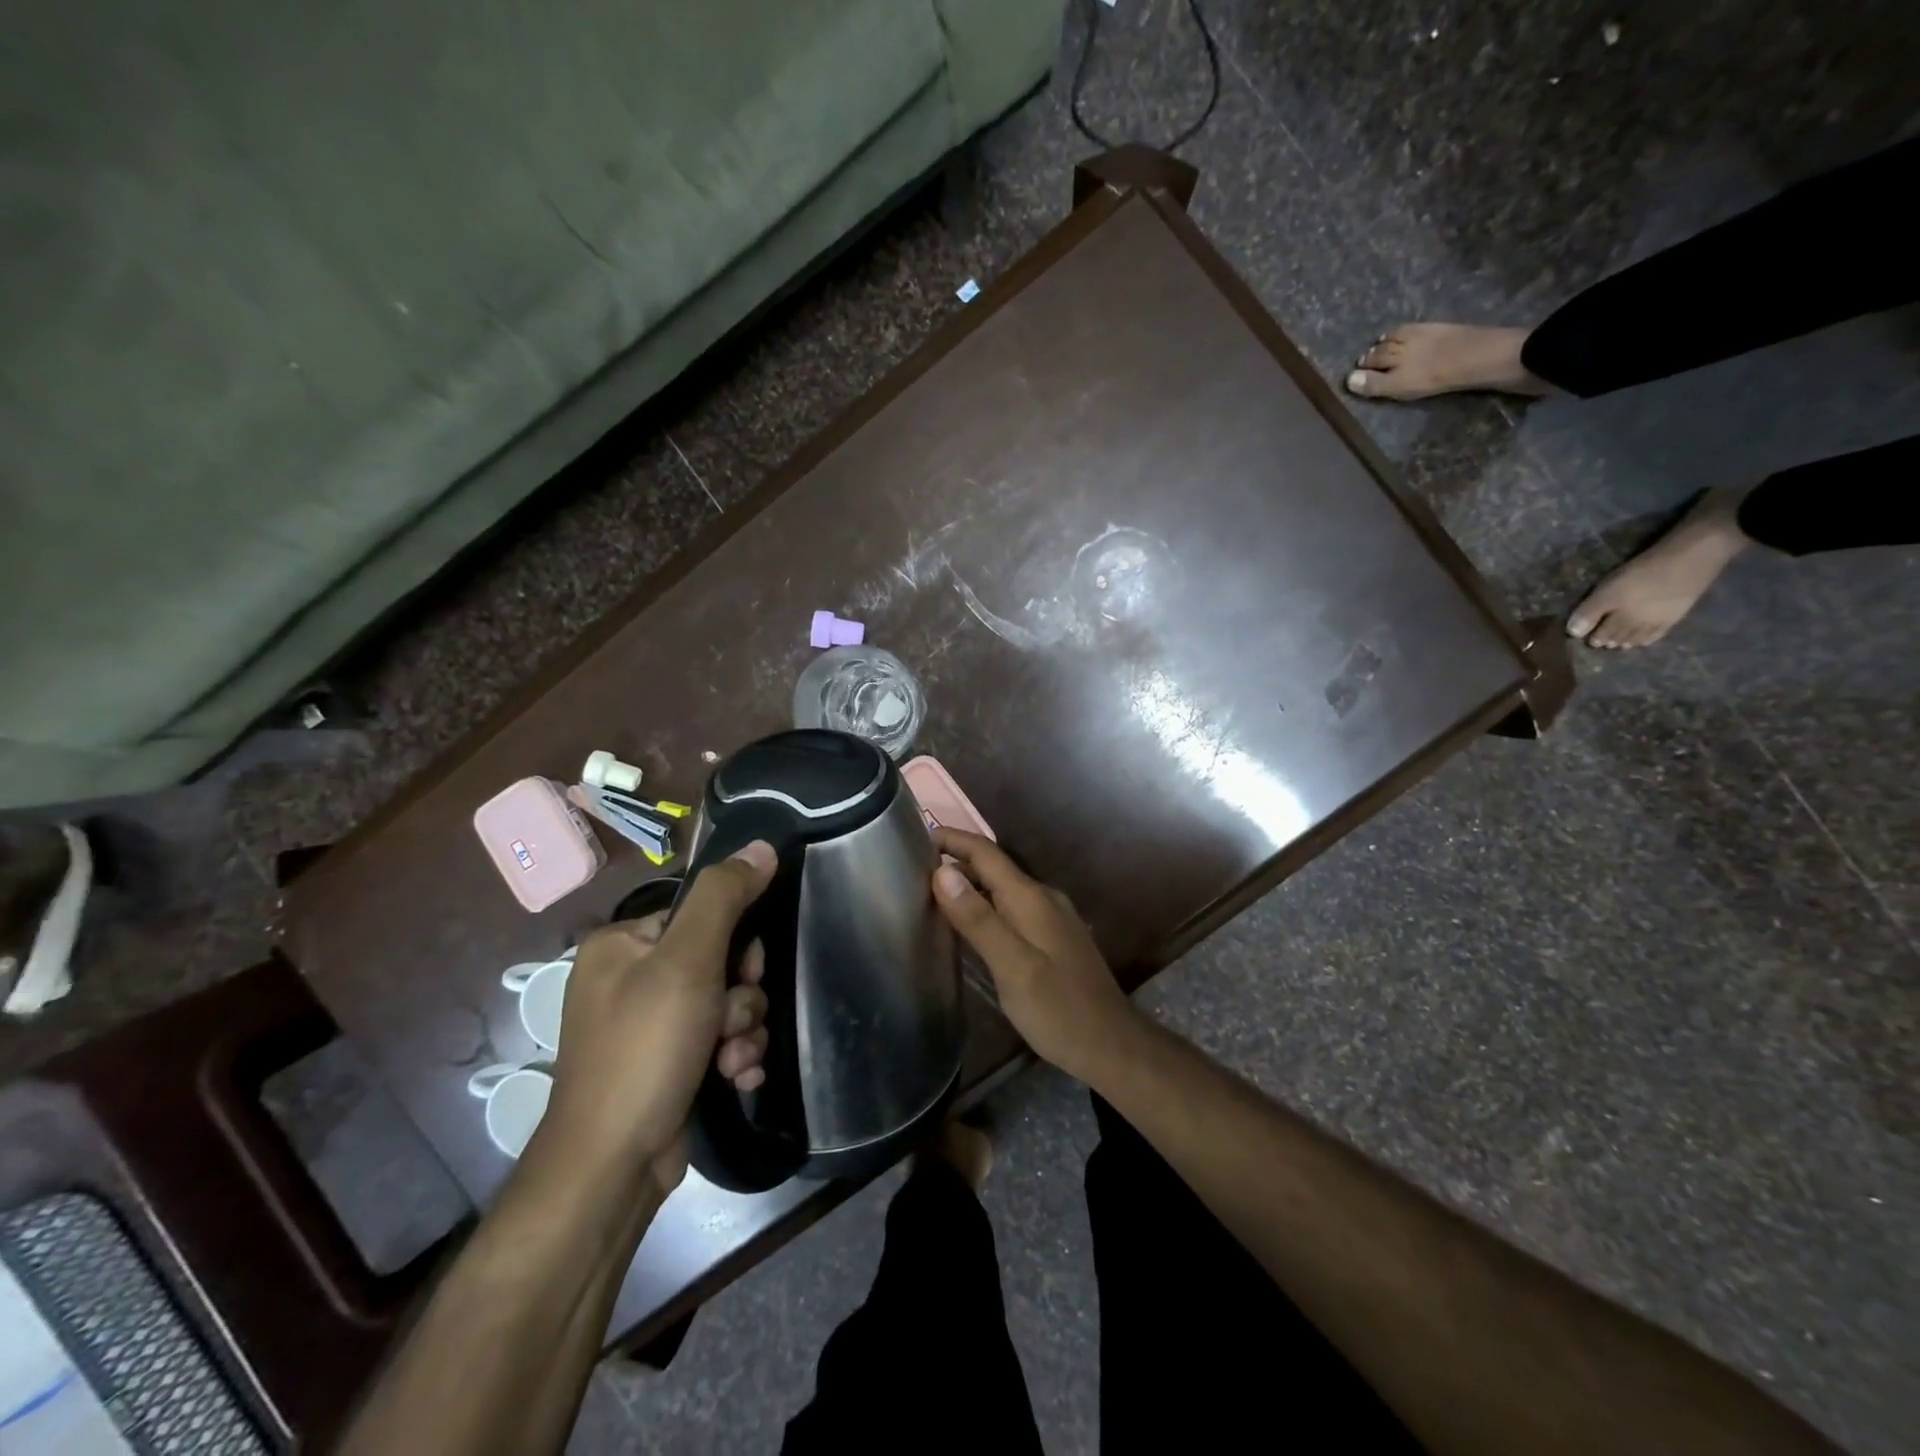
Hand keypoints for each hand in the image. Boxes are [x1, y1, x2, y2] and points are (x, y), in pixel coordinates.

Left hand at [543, 841, 776, 1193]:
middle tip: (730, 1022)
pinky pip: (719, 1039)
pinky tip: (736, 1079)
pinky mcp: (668, 1063)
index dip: (734, 942)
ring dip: (742, 1030)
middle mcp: (630, 979)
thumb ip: (725, 898)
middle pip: (720, 960)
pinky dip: (734, 1056)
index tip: (742, 972)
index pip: (701, 915)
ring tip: (731, 1061)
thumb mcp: (688, 962)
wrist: (613, 1166)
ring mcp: (649, 1025)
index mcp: (622, 944)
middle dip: (740, 995)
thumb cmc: (645, 1049)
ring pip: (727, 1003)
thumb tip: (763, 846)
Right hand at [930, 829, 1136, 1083]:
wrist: (1111, 1045)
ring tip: (930, 897)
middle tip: (913, 874)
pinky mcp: (1052, 938)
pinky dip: (984, 907)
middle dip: (955, 863)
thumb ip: (977, 919)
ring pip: (1002, 889)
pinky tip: (968, 928)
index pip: (985, 852)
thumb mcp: (1012, 966)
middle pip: (993, 867)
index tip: (915, 839)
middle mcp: (1042, 898)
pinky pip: (1011, 909)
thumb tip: (941, 871)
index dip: (951, 840)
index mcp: (1030, 898)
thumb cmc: (1058, 1009)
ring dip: (969, 886)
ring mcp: (1050, 917)